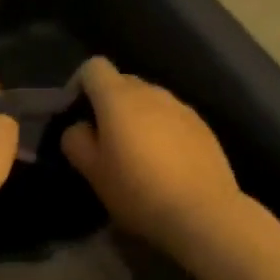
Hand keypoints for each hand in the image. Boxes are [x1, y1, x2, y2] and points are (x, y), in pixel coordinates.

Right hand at [61, 58, 243, 255]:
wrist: (203, 212)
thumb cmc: (139, 191)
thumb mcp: (93, 172)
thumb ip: (76, 141)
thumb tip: (80, 126)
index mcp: (119, 97)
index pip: (93, 67)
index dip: (79, 84)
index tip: (75, 113)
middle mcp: (151, 92)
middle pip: (122, 82)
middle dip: (107, 103)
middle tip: (103, 140)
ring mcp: (181, 106)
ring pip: (149, 101)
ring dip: (136, 117)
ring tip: (135, 153)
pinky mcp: (202, 125)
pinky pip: (171, 117)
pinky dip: (160, 129)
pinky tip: (164, 162)